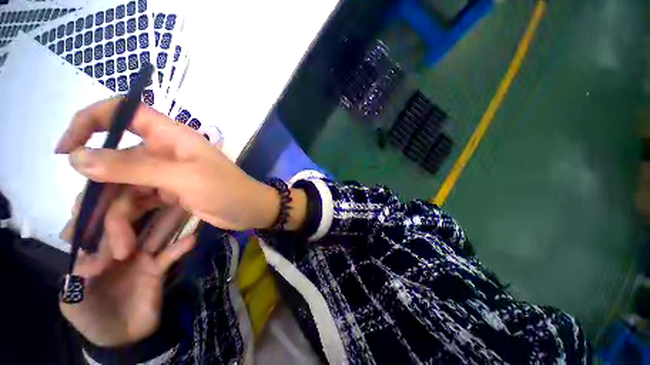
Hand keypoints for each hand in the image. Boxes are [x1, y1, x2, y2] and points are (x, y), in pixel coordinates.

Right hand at [55, 98, 305, 231]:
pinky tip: (125, 245)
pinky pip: (137, 204)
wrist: (251, 210)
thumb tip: (78, 156)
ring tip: (116, 250)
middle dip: (97, 196)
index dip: (90, 121)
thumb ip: (131, 167)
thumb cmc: (227, 190)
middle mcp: (163, 151)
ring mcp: (164, 174)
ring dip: (114, 220)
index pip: (124, 112)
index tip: (65, 148)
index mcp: (170, 136)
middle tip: (81, 228)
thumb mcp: (182, 178)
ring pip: (122, 190)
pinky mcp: (167, 194)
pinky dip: (128, 223)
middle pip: (113, 163)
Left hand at [59, 186, 195, 346]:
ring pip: (156, 232)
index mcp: (95, 251)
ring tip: (185, 205)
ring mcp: (142, 256)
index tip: (118, 190)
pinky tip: (191, 240)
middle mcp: (120, 247)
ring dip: (170, 220)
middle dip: (139, 207)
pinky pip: (171, 254)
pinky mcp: (159, 267)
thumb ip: (77, 277)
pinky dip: (181, 247)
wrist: (120, 338)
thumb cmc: (90, 317)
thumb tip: (99, 257)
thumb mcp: (72, 301)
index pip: (98, 222)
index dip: (104, 206)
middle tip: (156, 193)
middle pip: (130, 221)